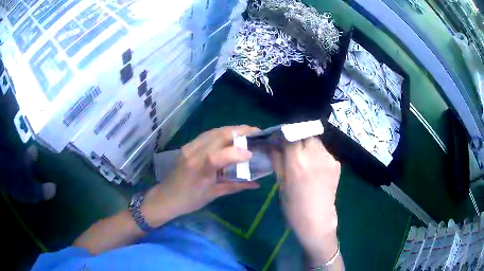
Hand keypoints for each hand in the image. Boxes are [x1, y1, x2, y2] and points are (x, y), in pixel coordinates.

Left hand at [142, 125, 260, 226]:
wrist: (166, 197)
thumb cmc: (189, 200)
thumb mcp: (213, 194)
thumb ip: (236, 186)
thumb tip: (257, 184)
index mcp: (200, 169)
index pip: (220, 154)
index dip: (238, 152)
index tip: (252, 154)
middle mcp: (194, 153)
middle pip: (219, 134)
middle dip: (240, 131)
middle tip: (256, 132)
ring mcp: (189, 147)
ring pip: (214, 131)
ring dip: (232, 129)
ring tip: (246, 132)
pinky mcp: (187, 146)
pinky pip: (207, 134)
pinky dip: (222, 133)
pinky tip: (230, 137)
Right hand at [271, 137, 340, 264]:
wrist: (317, 221)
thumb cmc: (294, 207)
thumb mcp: (281, 184)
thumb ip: (277, 161)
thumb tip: (271, 145)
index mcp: (297, 162)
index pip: (290, 135)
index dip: (284, 136)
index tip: (279, 140)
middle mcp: (315, 155)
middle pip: (305, 134)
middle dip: (298, 139)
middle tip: (292, 150)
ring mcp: (328, 159)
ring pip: (316, 142)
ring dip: (308, 145)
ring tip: (305, 160)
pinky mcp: (336, 164)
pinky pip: (324, 153)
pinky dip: (317, 155)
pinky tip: (315, 169)